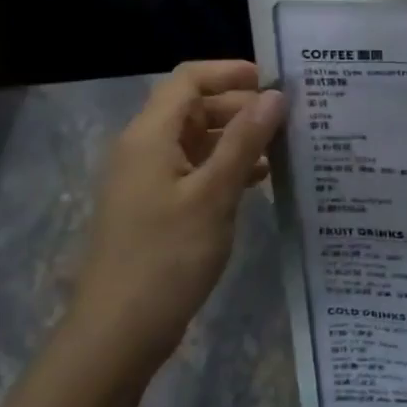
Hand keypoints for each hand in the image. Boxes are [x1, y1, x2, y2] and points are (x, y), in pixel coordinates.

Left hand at [67, 61, 286, 377]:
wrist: (117, 335)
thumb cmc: (167, 257)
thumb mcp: (214, 194)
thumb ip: (244, 141)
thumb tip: (275, 95)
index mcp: (150, 136)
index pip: (189, 79)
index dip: (231, 72)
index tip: (276, 82)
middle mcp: (144, 149)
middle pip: (194, 107)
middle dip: (240, 106)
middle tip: (289, 118)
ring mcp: (148, 180)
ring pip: (197, 140)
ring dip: (237, 138)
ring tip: (283, 148)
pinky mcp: (156, 208)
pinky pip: (195, 170)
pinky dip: (226, 166)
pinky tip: (260, 181)